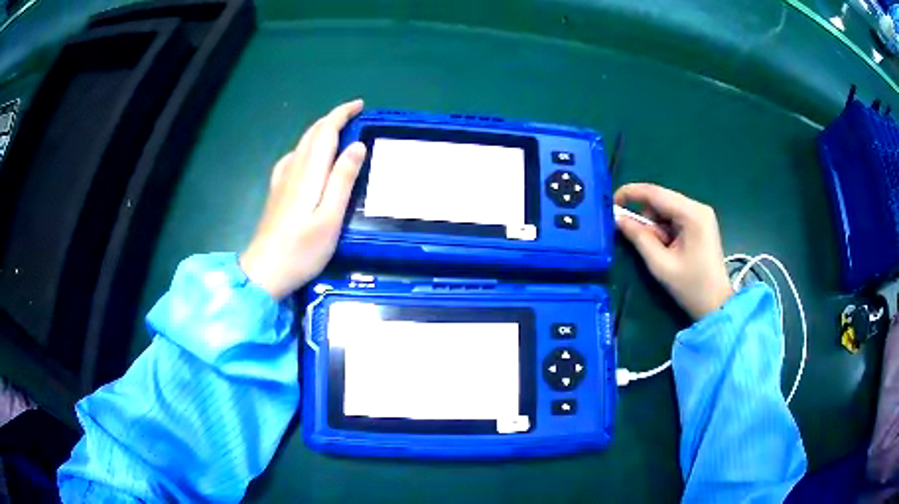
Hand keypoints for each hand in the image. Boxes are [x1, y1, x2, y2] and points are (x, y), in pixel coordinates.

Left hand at [240, 100, 365, 299]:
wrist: (264, 272)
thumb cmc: (301, 250)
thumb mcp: (330, 218)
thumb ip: (342, 180)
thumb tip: (356, 146)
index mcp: (309, 173)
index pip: (325, 131)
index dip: (341, 114)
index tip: (360, 105)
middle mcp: (293, 170)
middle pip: (312, 134)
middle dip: (332, 119)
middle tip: (354, 116)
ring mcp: (282, 181)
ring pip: (302, 144)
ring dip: (321, 131)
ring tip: (339, 133)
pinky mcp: (277, 192)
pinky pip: (293, 158)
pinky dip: (307, 147)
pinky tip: (309, 158)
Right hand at [615, 183, 732, 319]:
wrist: (716, 304)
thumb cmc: (691, 287)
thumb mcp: (660, 265)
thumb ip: (639, 238)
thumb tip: (617, 219)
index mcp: (692, 214)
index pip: (655, 193)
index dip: (630, 193)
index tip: (611, 203)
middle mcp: (698, 207)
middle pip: (661, 200)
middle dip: (647, 218)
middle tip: (645, 244)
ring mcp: (701, 214)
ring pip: (666, 209)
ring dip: (656, 226)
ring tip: (662, 251)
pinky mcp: (701, 223)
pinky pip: (674, 217)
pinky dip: (665, 229)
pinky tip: (669, 248)